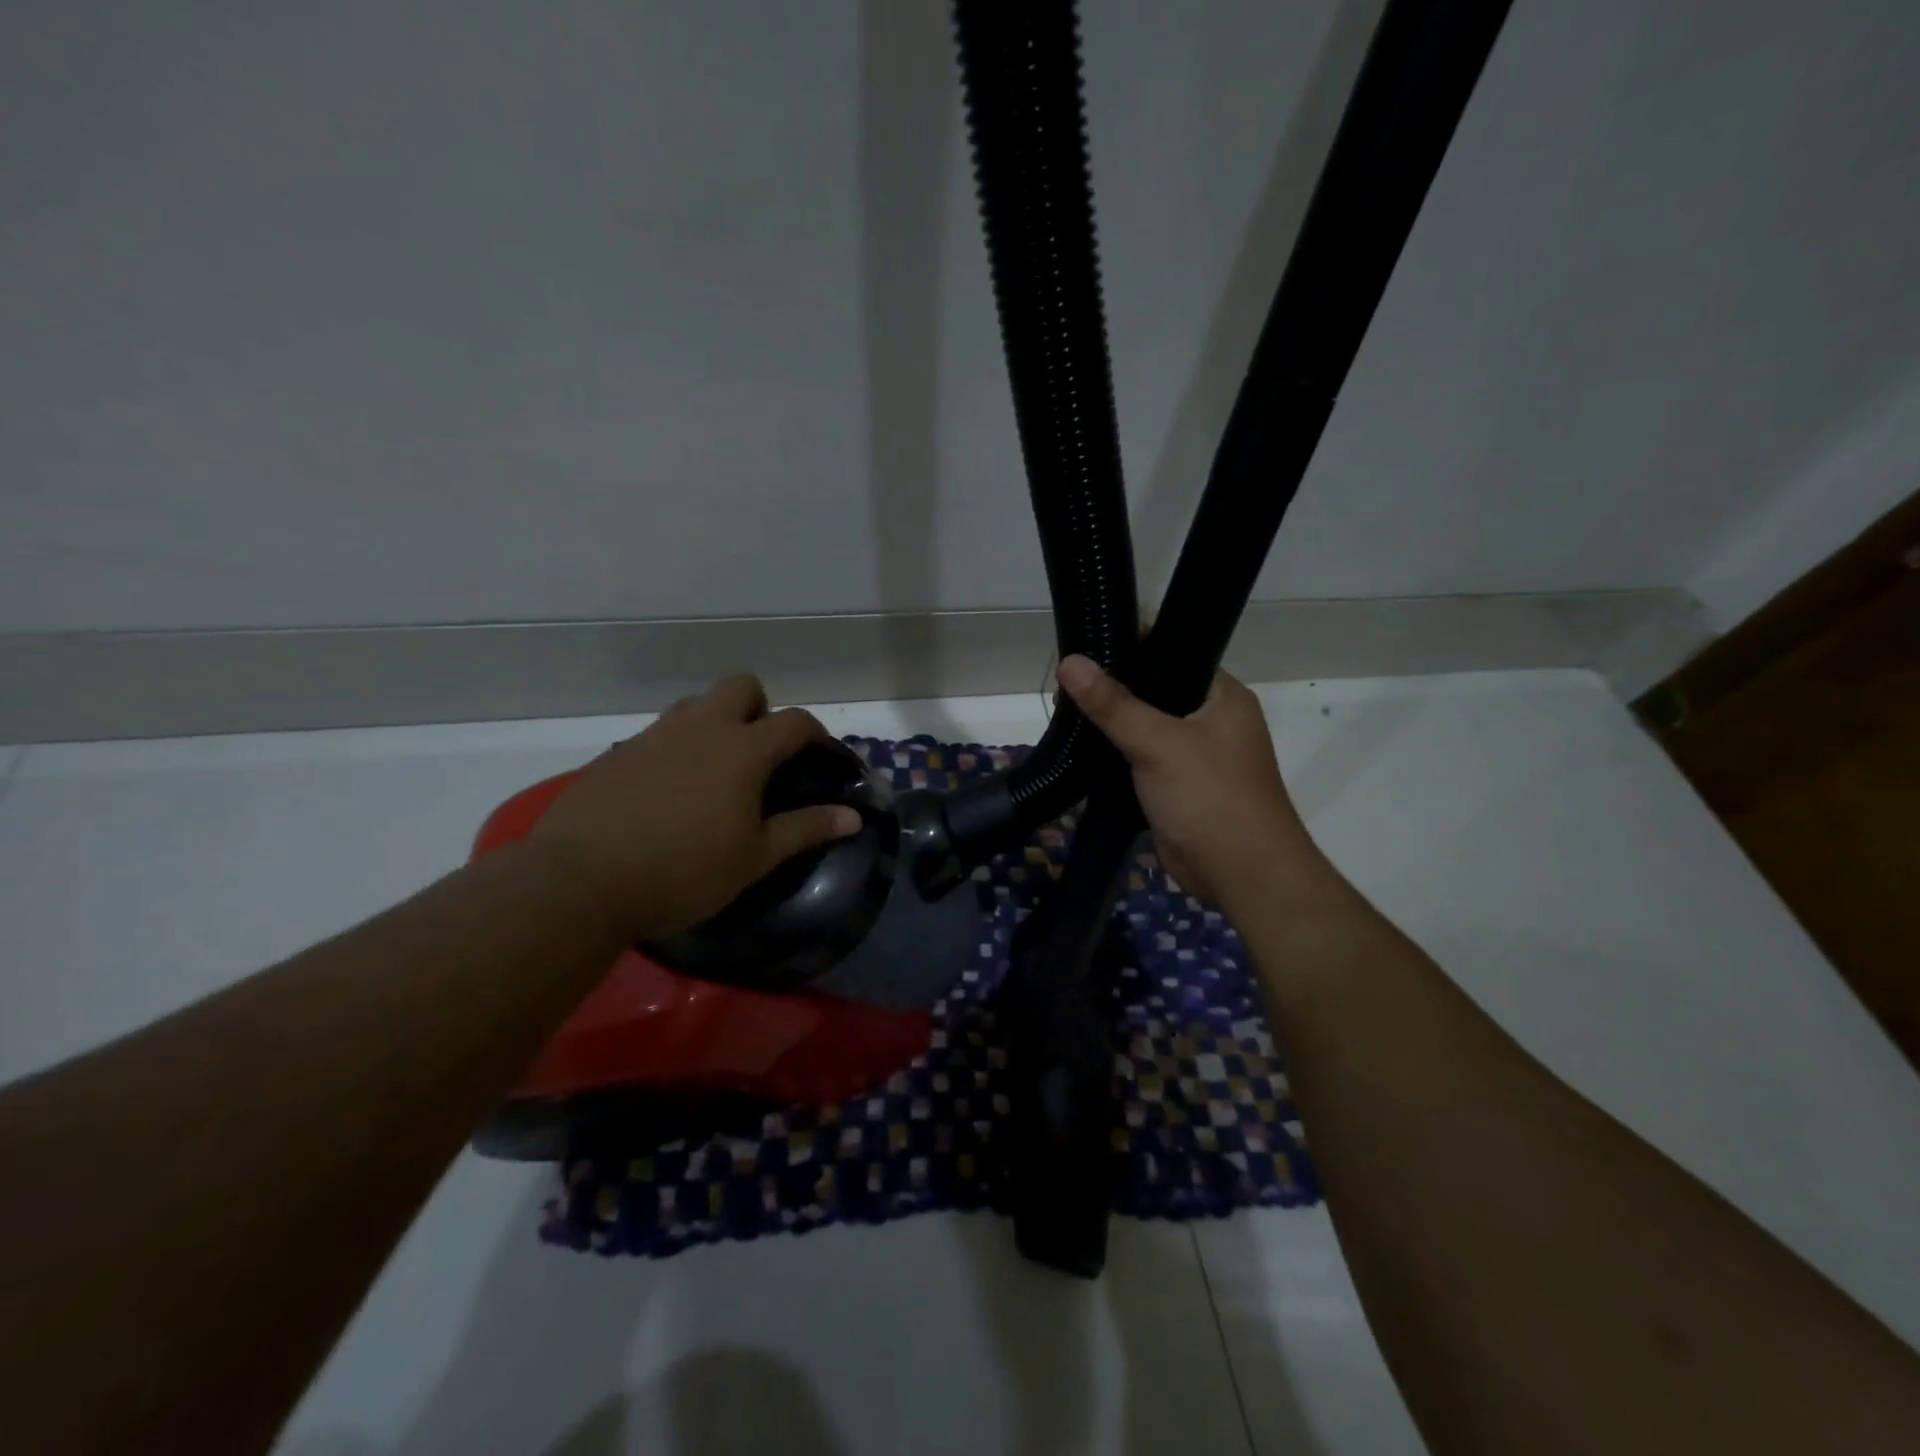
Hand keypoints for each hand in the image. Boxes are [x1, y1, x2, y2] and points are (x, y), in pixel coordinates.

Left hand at [531, 674, 860, 940]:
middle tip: (760, 755)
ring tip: (715, 773)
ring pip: (695, 705)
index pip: (795, 721)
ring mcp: (654, 736)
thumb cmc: (683, 872)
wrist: (580, 882)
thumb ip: (805, 829)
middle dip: (760, 708)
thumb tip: (853, 816)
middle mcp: (701, 728)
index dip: (817, 734)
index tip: (823, 758)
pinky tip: (668, 794)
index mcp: (742, 750)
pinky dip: (676, 749)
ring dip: (715, 723)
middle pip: (741, 686)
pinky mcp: (617, 753)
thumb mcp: (754, 858)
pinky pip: (659, 734)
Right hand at [1056, 656, 1320, 909]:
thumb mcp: (1159, 743)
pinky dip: (1114, 755)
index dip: (1131, 645)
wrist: (1242, 875)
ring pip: (1144, 728)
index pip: (1174, 652)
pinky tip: (1081, 748)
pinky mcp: (1175, 787)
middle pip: (1154, 691)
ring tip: (1064, 710)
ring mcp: (1193, 756)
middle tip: (1065, 682)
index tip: (1086, 644)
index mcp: (1222, 697)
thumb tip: (1070, 661)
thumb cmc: (1211, 798)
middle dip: (1112, 688)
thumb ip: (1113, 704)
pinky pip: (1139, 760)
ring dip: (1110, 724)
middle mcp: (1210, 720)